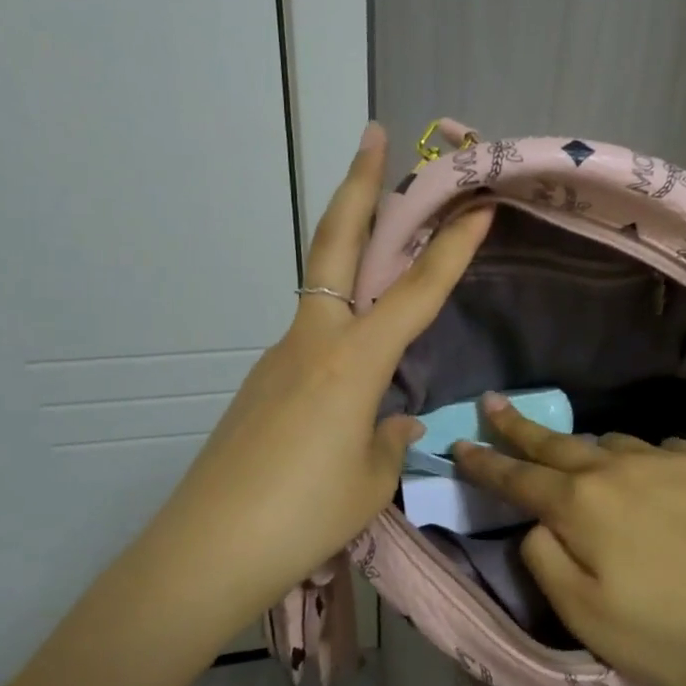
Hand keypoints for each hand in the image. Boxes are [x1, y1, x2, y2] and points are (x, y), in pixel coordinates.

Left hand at [133, 124, 490, 633]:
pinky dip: (340, 329)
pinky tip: (352, 373)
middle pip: (334, 245)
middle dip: (359, 186)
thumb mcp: (371, 479)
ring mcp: (279, 357)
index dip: (450, 249)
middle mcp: (313, 341)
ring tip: (380, 238)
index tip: (478, 206)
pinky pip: (311, 340)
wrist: (207, 550)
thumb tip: (393, 421)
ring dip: (347, 252)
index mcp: (353, 362)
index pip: (415, 292)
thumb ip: (388, 439)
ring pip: (321, 289)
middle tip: (372, 135)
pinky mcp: (261, 384)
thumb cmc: (305, 517)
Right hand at [453, 397, 685, 685]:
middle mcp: (621, 468)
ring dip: (586, 451)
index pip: (518, 478)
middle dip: (519, 426)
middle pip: (558, 443)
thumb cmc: (674, 636)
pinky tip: (653, 477)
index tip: (460, 444)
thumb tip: (539, 523)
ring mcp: (672, 459)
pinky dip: (644, 461)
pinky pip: (663, 450)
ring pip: (612, 444)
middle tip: (493, 403)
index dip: (485, 463)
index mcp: (583, 505)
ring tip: (579, 459)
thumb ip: (546, 560)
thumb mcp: (587, 617)